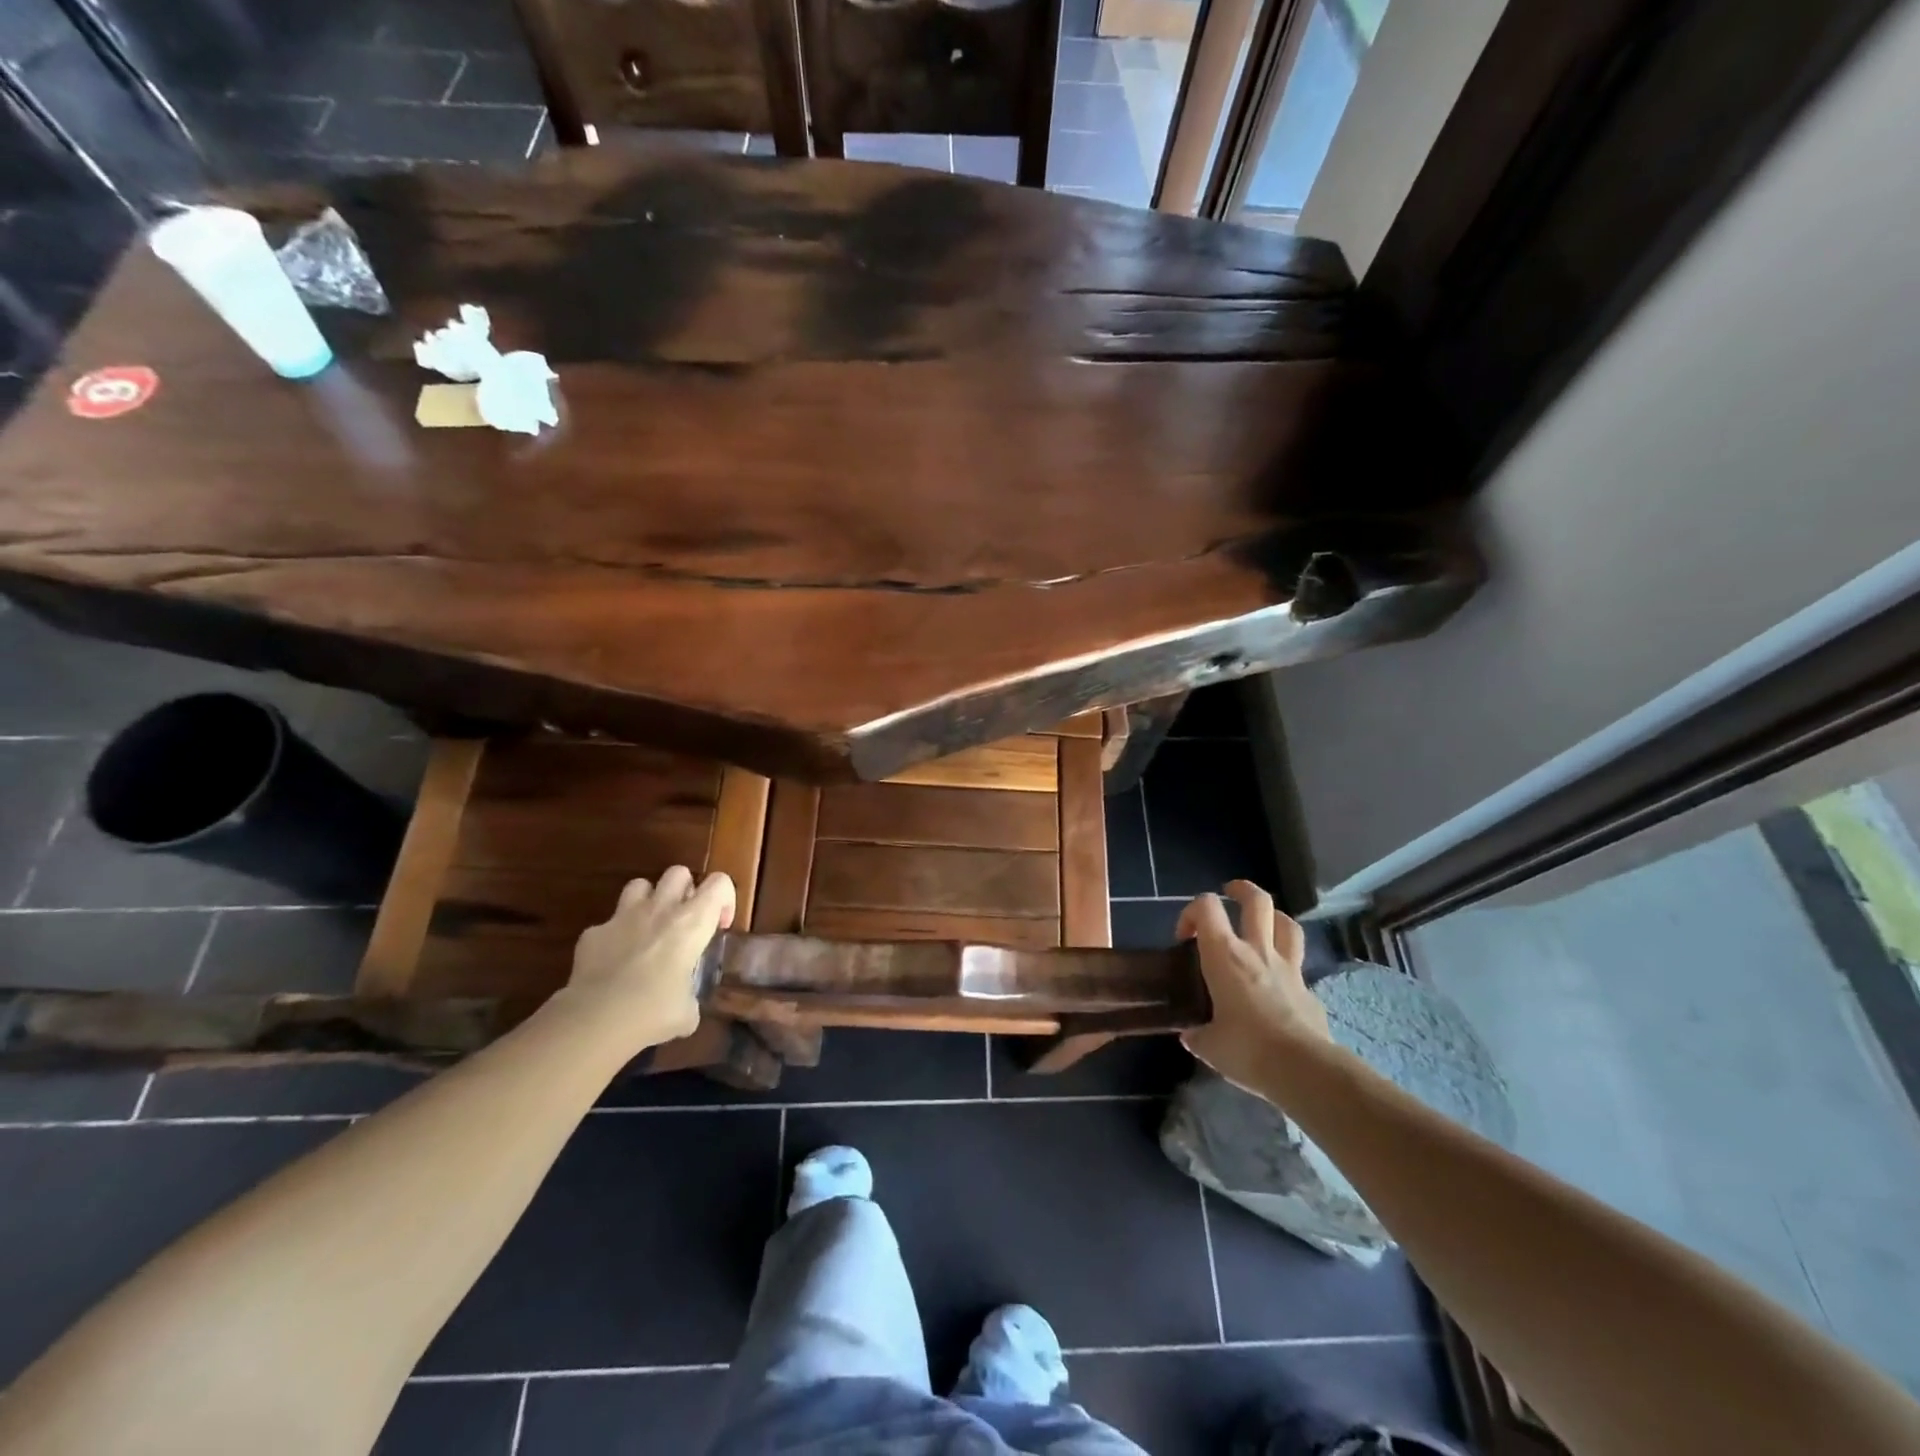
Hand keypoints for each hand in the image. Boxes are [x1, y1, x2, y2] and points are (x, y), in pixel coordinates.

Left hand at [564, 867, 735, 1048]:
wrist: (597, 1019)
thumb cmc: (654, 1011)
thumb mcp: (687, 1011)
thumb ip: (690, 998)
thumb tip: (685, 1007)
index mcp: (692, 922)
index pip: (719, 883)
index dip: (724, 899)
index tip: (719, 925)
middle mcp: (660, 909)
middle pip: (678, 872)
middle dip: (684, 890)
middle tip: (684, 920)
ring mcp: (623, 916)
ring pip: (640, 885)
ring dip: (648, 901)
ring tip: (648, 928)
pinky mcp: (593, 932)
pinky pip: (607, 924)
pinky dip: (614, 937)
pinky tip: (613, 962)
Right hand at [1178, 880, 1331, 1092]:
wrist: (1304, 1070)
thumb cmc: (1247, 1049)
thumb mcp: (1210, 1046)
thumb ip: (1198, 1034)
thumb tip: (1191, 1035)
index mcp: (1224, 956)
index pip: (1206, 907)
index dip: (1191, 912)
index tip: (1184, 937)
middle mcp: (1257, 951)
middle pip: (1256, 901)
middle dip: (1241, 890)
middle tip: (1229, 894)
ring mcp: (1288, 968)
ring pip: (1286, 923)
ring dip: (1272, 917)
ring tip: (1262, 923)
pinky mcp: (1309, 990)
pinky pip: (1299, 964)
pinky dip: (1288, 964)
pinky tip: (1279, 981)